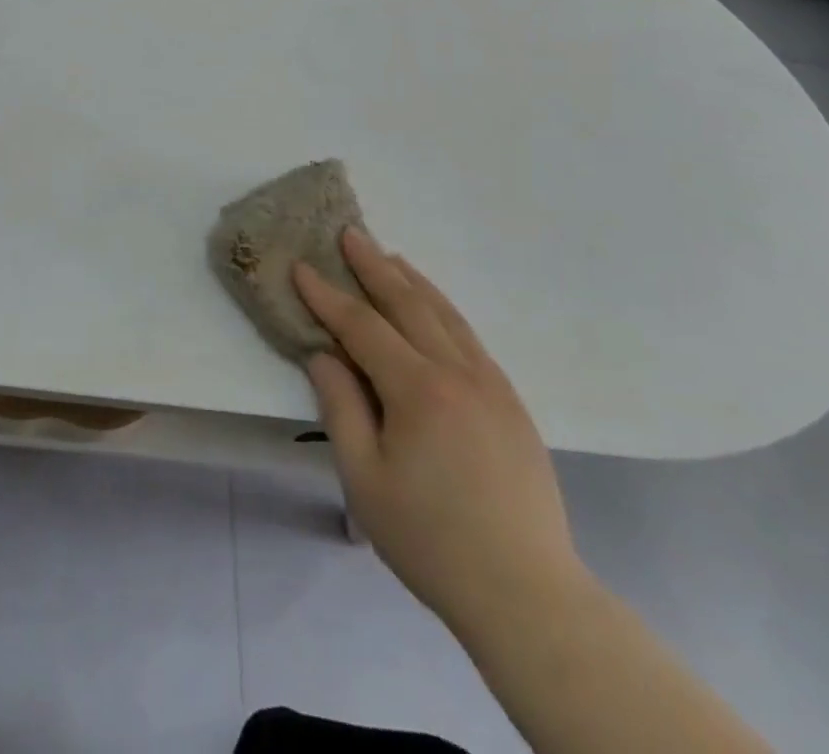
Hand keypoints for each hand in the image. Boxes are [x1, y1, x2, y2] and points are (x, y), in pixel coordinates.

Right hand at [295, 229, 584, 635]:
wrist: (528, 596)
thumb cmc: (431, 540)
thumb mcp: (364, 479)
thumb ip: (340, 407)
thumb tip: (324, 355)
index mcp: (418, 390)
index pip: (362, 326)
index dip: (327, 295)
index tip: (301, 267)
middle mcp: (458, 373)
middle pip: (408, 304)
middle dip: (373, 266)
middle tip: (350, 233)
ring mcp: (492, 385)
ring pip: (445, 315)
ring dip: (412, 281)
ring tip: (390, 256)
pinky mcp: (512, 404)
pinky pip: (470, 339)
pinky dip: (444, 310)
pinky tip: (434, 309)